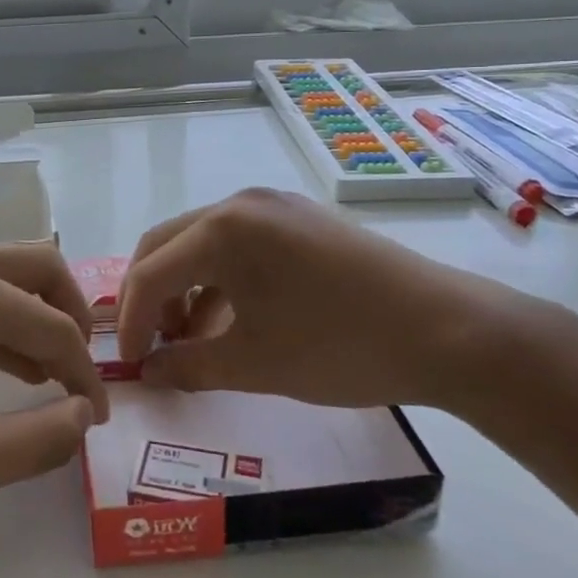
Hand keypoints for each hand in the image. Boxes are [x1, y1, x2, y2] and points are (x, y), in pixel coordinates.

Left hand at [0, 244, 109, 520]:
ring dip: (33, 318)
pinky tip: (0, 366)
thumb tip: (83, 417)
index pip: (53, 326)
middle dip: (71, 316)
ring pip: (1, 277)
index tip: (98, 418)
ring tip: (47, 377)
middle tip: (81, 371)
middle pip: (38, 268)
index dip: (84, 374)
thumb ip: (40, 441)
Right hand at [117, 187, 557, 411]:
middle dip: (150, 296)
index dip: (132, 320)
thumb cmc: (339, 347)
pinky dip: (221, 279)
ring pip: (203, 243)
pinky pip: (239, 244)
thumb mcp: (255, 364)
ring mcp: (275, 207)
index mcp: (223, 229)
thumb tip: (149, 372)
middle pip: (168, 245)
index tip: (131, 364)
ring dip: (185, 288)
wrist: (447, 331)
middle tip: (150, 345)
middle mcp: (242, 204)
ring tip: (191, 340)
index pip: (151, 271)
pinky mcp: (300, 220)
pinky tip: (232, 319)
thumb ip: (189, 366)